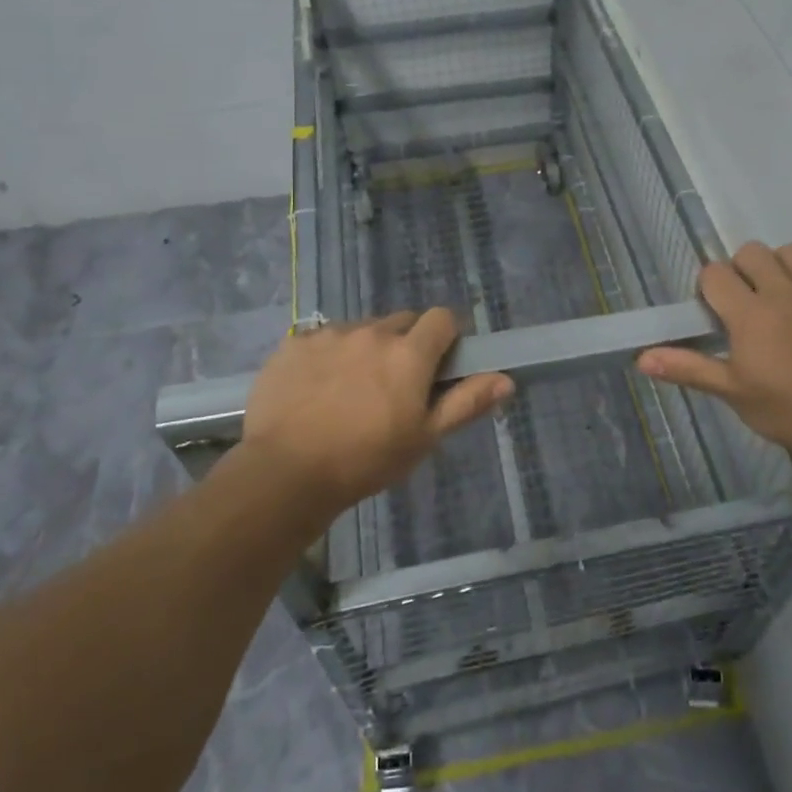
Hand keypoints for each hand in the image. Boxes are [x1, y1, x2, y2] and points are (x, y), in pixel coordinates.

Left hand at [238, 309, 511, 515]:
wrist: (285, 473)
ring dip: (366, 348)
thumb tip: (506, 379)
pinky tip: (316, 390)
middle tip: (396, 383)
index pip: (442, 318)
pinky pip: (322, 339)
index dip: (447, 335)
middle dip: (406, 343)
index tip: (441, 362)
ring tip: (351, 390)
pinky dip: (328, 356)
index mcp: (409, 353)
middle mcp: (372, 332)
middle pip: (401, 321)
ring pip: (361, 330)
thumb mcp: (423, 438)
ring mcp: (330, 334)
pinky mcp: (294, 343)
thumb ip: (465, 402)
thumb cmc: (365, 460)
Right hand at [637, 241, 791, 473]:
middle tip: (743, 298)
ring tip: (778, 285)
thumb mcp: (732, 393)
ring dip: (780, 261)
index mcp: (750, 314)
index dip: (708, 287)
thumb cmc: (787, 412)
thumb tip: (642, 358)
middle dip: (740, 268)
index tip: (713, 309)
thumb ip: (688, 368)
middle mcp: (784, 293)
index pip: (716, 275)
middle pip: (752, 253)